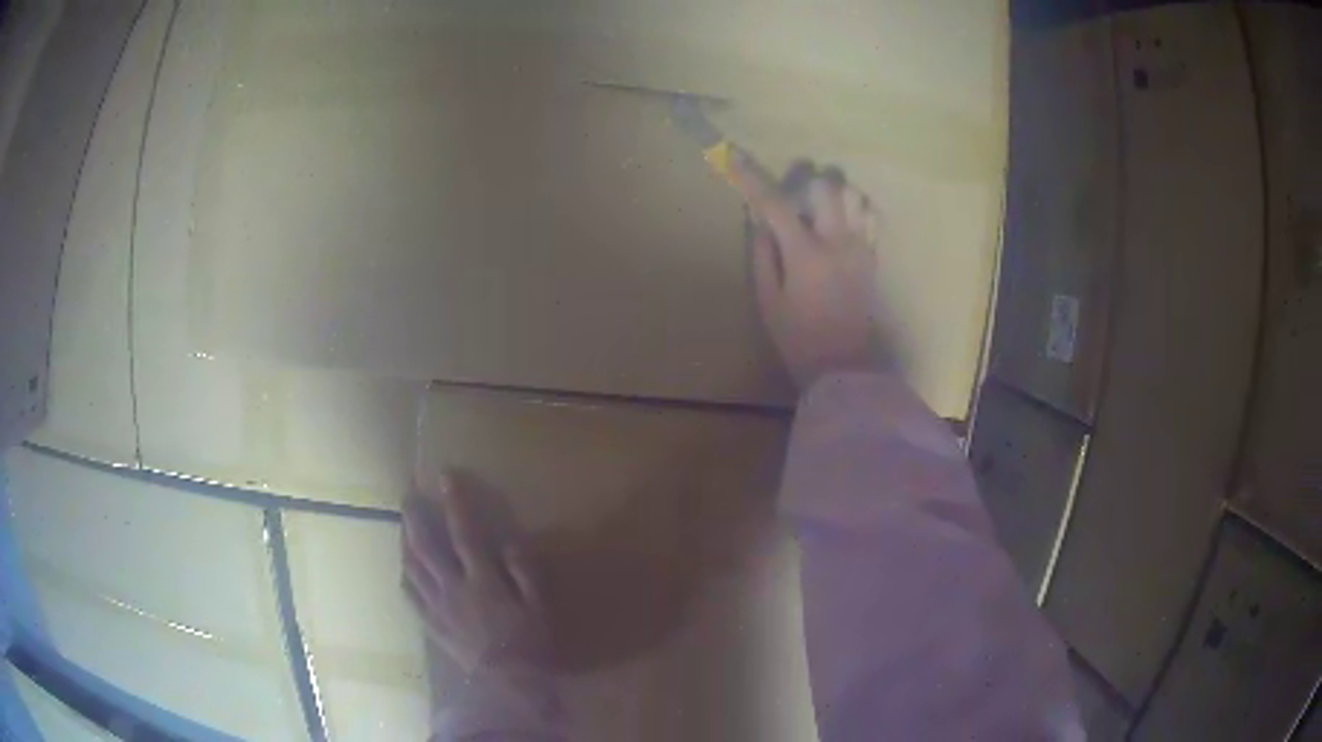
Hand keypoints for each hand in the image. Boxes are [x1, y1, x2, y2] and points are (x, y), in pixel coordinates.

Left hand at [401, 474, 549, 675]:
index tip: (444, 476)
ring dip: (405, 541)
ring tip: (402, 525)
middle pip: (426, 545)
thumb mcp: (538, 606)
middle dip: (414, 517)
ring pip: (412, 567)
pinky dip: (405, 577)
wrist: (505, 682)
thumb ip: (525, 572)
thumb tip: (510, 543)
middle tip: (406, 495)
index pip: (464, 532)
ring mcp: (437, 606)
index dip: (454, 502)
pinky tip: (404, 569)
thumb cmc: (528, 643)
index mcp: (481, 579)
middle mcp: (452, 586)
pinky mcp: (431, 624)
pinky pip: (410, 596)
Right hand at [735, 157, 883, 387]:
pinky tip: (842, 221)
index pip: (775, 203)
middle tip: (793, 200)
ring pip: (854, 195)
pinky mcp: (874, 256)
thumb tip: (760, 219)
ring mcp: (862, 247)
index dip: (751, 177)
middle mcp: (839, 241)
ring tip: (820, 210)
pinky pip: (871, 215)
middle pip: (826, 186)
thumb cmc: (798, 338)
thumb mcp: (768, 300)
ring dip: (833, 193)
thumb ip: (763, 254)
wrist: (845, 366)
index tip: (733, 156)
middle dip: (804, 183)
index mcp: (806, 254)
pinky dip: (855, 208)